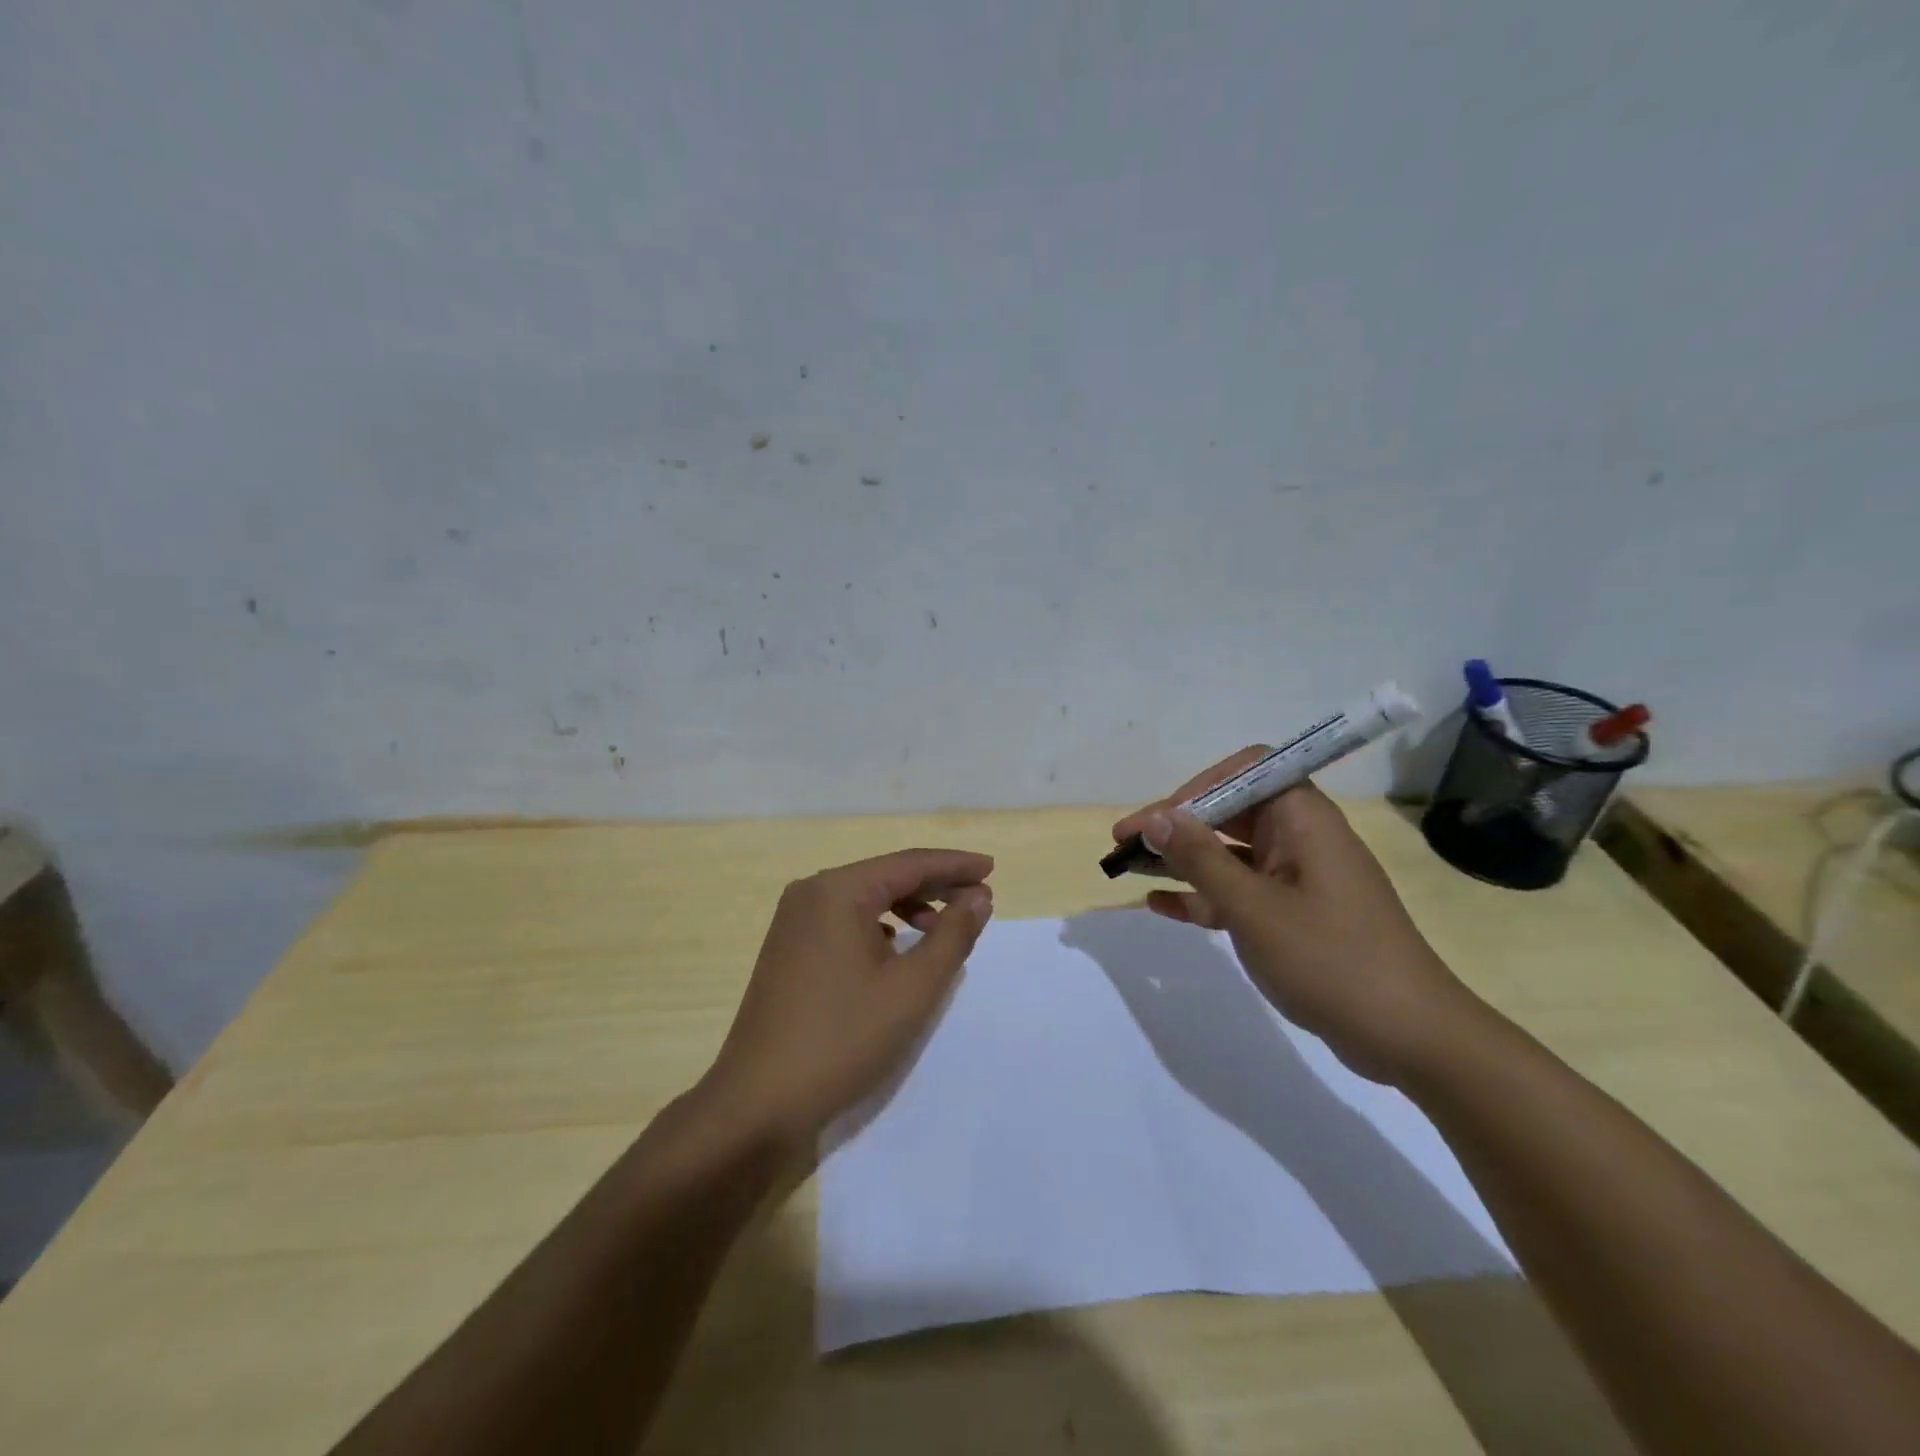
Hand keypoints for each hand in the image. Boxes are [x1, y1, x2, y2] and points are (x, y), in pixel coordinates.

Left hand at [698, 848, 993, 1153]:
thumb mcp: (913, 988)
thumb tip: (978, 898)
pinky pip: (845, 922)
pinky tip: (899, 946)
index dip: (955, 866)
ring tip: (946, 927)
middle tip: (980, 900)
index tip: (992, 869)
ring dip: (909, 907)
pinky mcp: (789, 950)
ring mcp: (794, 922)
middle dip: (935, 886)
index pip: (909, 863)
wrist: (759, 1102)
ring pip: (866, 900)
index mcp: (838, 890)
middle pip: (886, 876)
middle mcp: (811, 894)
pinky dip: (881, 927)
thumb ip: (953, 936)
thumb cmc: (843, 1038)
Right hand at [1113, 751, 1477, 1083]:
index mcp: (1303, 819)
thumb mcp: (1253, 907)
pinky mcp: (1295, 915)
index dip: (1198, 785)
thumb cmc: (1330, 959)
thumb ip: (1200, 858)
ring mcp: (1299, 878)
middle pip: (1231, 811)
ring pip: (1231, 853)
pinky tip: (1162, 906)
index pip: (1247, 770)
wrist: (1410, 1037)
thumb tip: (1155, 817)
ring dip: (1184, 860)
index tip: (1160, 818)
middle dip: (1178, 824)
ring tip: (1131, 870)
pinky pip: (1240, 891)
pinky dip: (1204, 894)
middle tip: (1126, 844)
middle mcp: (1301, 838)